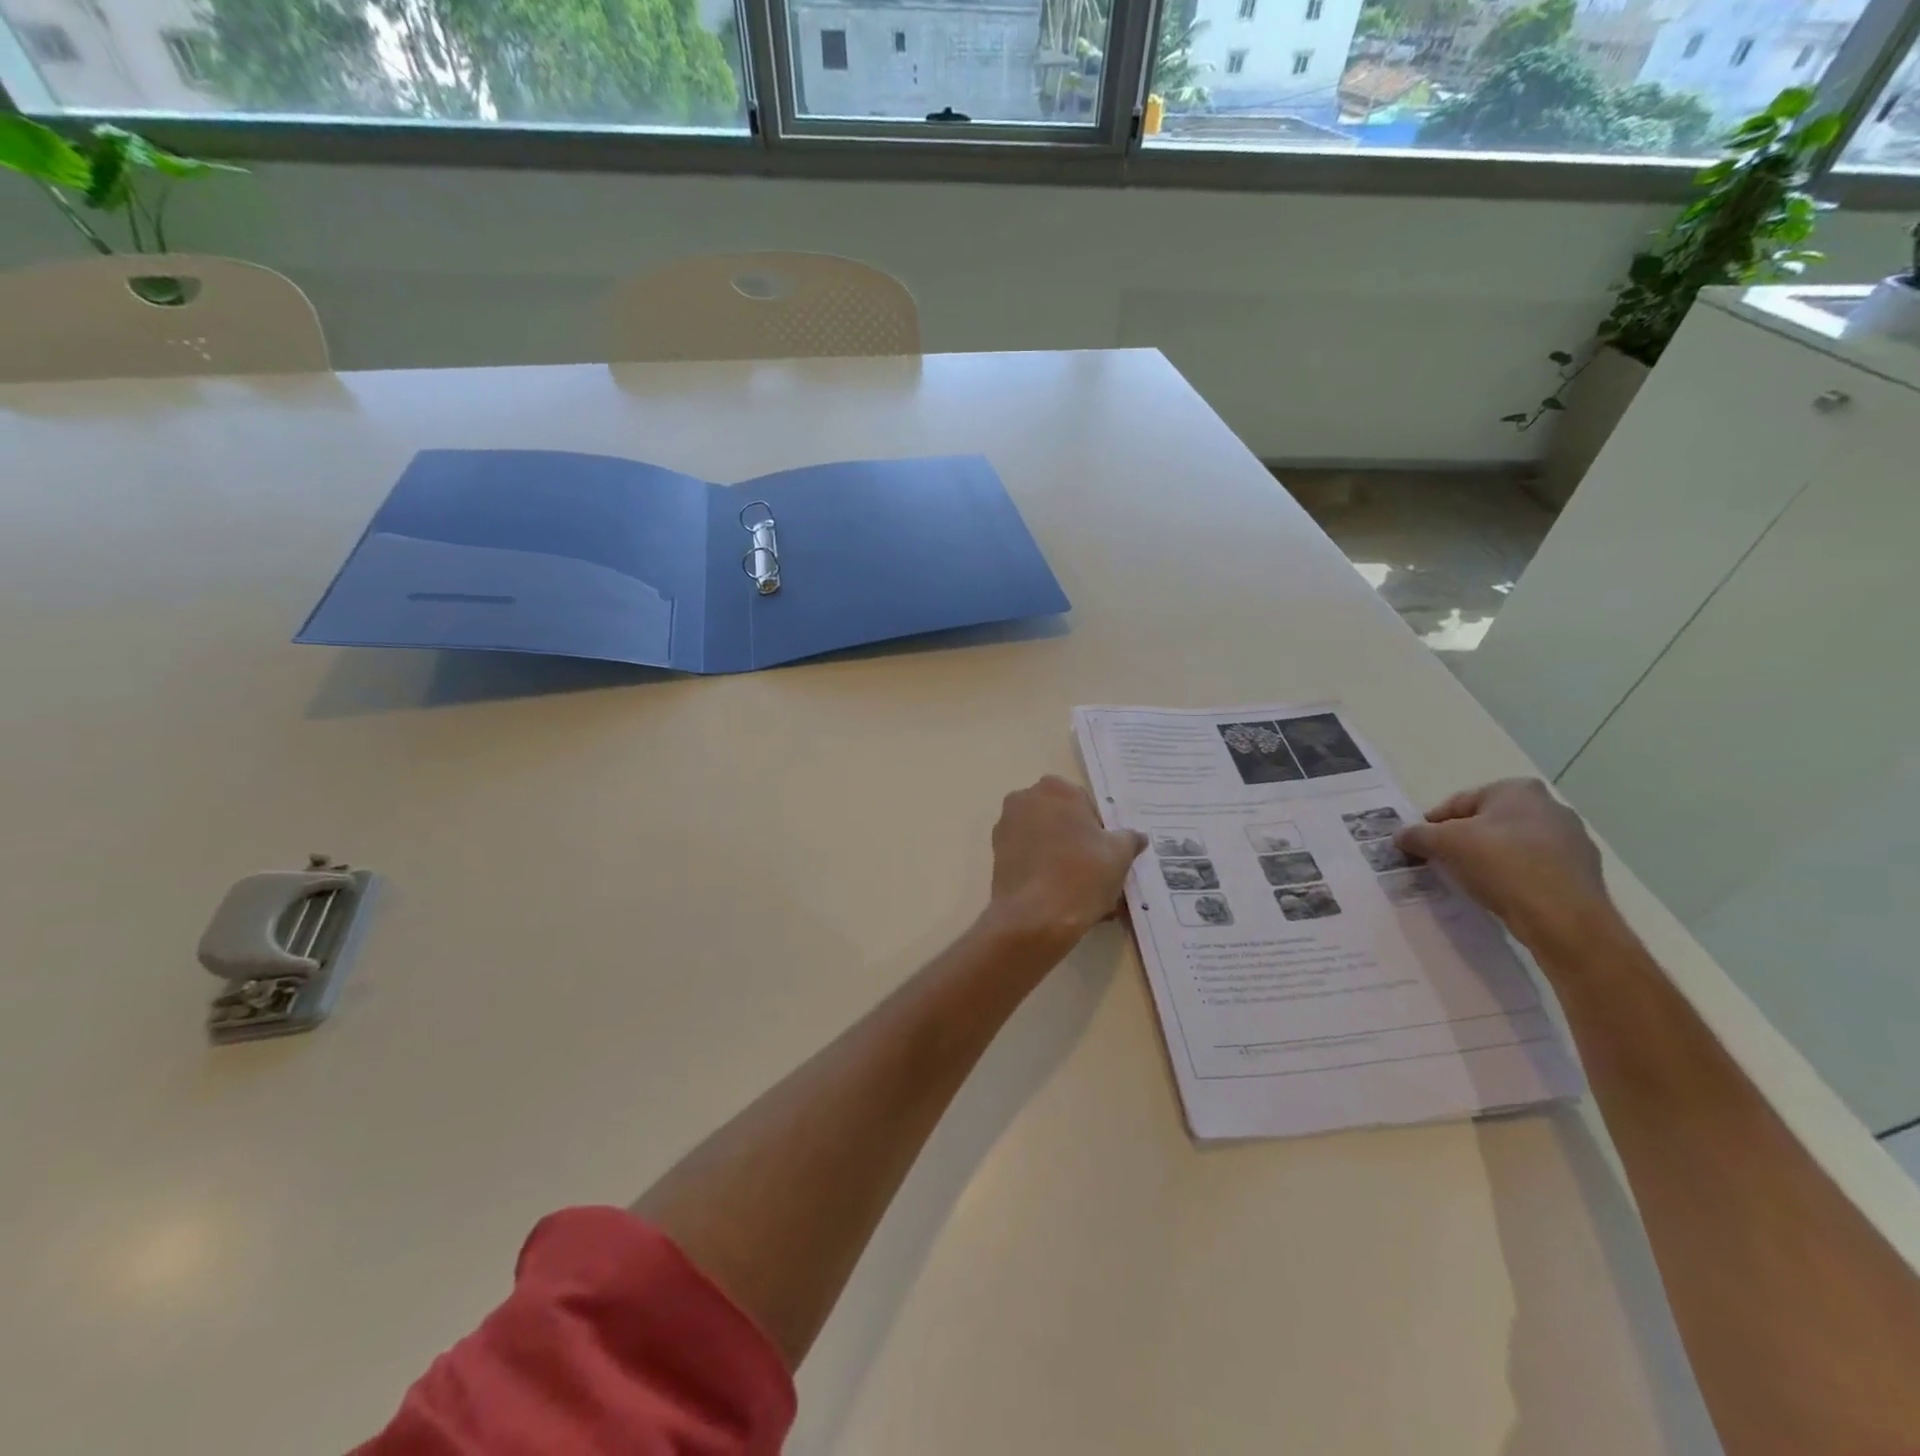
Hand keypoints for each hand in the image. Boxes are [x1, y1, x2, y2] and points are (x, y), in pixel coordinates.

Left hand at [985, 776, 1146, 948]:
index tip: (1105, 856)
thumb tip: (1137, 836)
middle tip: (1095, 873)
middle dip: (1078, 842)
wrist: (1034, 917)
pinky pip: (1029, 857)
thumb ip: (1129, 838)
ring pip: (1045, 840)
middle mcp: (1026, 798)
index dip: (1099, 832)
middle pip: (1062, 820)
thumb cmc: (1082, 875)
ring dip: (1061, 857)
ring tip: (1080, 892)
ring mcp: (1006, 825)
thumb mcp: (1119, 855)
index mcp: (1056, 788)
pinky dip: (1043, 870)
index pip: (1086, 806)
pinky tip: (1058, 897)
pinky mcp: (996, 853)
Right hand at [1396, 778, 1625, 956]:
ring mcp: (1572, 840)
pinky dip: (1512, 876)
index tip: (1419, 845)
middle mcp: (1550, 807)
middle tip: (1440, 862)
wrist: (1564, 919)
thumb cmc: (1502, 865)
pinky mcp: (1581, 872)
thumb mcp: (1445, 844)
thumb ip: (1417, 835)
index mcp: (1519, 790)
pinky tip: (1499, 893)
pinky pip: (1532, 868)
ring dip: (1487, 859)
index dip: (1433, 824)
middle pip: (1486, 822)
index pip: (1459, 802)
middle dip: (1462, 840)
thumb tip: (1400, 836)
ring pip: (1511, 845)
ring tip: (1468, 881)